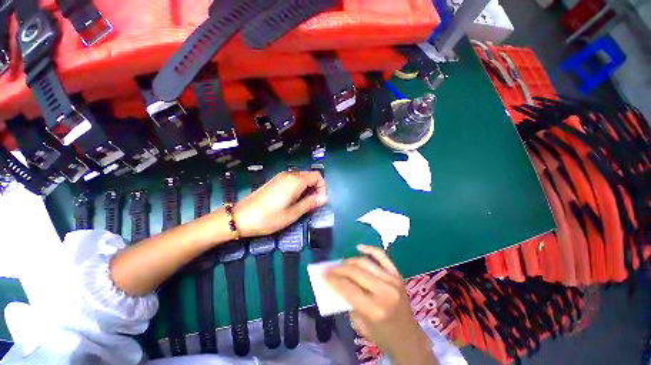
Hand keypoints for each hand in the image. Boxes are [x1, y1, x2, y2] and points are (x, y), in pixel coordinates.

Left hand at [234, 170, 326, 237]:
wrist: (241, 217)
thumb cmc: (269, 218)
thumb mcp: (293, 214)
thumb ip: (310, 203)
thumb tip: (323, 198)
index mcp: (295, 181)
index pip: (317, 176)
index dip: (322, 187)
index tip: (320, 201)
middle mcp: (289, 175)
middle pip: (310, 175)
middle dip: (315, 188)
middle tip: (313, 204)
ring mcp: (280, 177)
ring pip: (301, 177)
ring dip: (307, 188)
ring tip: (303, 203)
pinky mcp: (275, 180)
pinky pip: (292, 180)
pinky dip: (298, 187)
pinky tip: (293, 200)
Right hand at [325, 245, 436, 364]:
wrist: (408, 337)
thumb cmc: (382, 335)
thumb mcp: (359, 324)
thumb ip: (348, 301)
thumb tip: (337, 282)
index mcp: (375, 309)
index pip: (348, 288)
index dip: (332, 279)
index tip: (322, 273)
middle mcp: (384, 291)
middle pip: (355, 272)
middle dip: (338, 269)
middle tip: (329, 268)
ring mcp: (392, 280)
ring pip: (365, 262)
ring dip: (350, 261)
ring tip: (341, 263)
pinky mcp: (397, 274)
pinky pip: (382, 256)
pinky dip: (370, 249)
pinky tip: (359, 247)